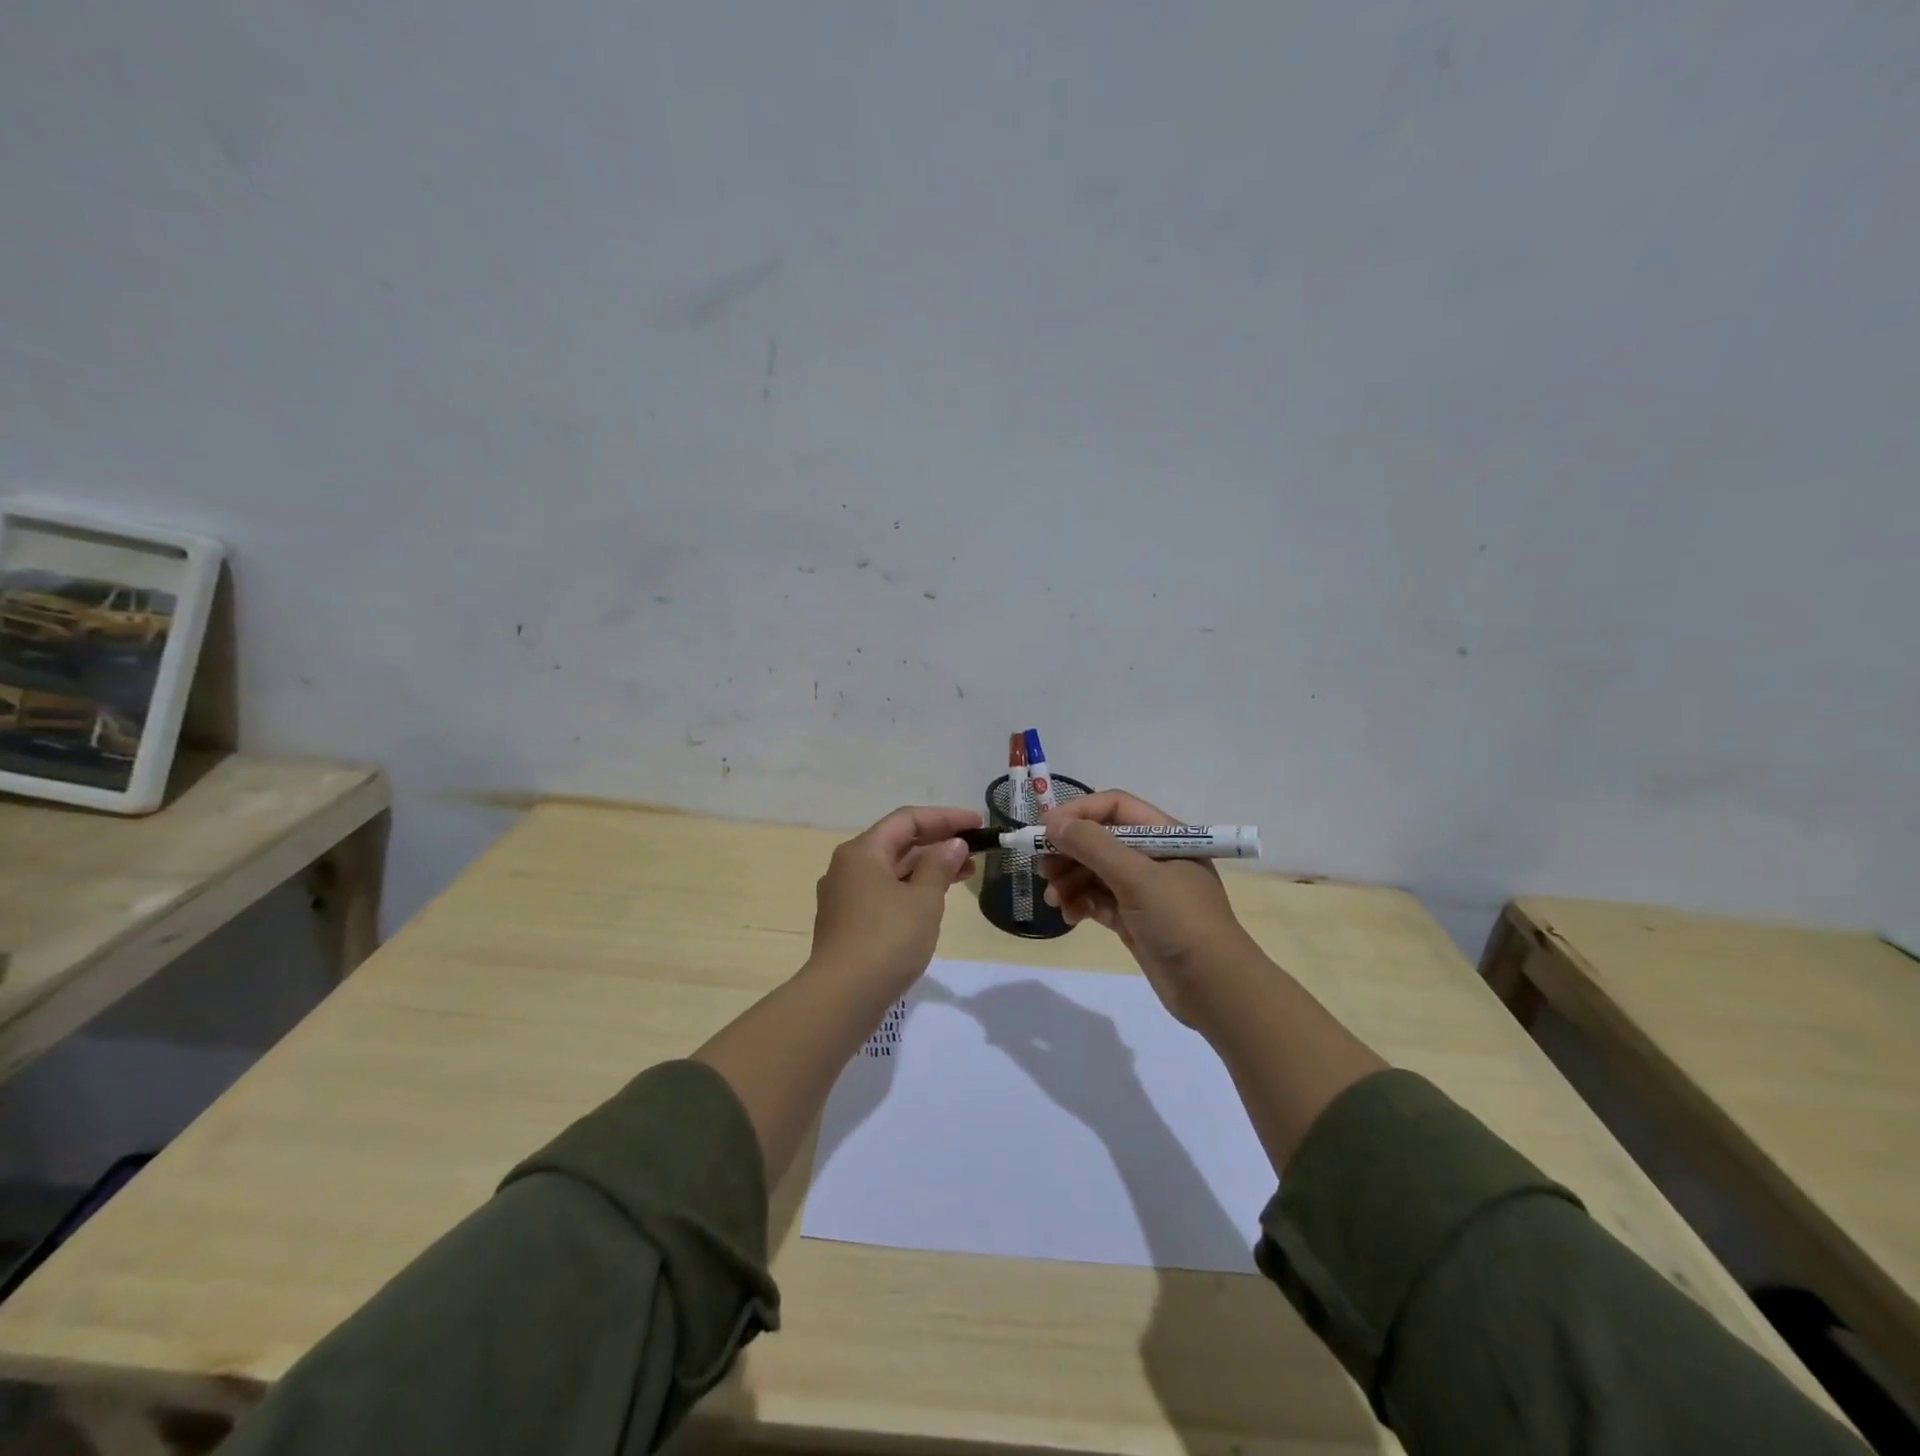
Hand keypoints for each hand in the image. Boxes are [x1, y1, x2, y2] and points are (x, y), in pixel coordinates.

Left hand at [807, 805, 979, 996]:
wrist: (842, 997)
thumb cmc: (887, 939)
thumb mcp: (923, 900)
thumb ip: (940, 866)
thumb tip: (953, 844)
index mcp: (862, 852)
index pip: (907, 820)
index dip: (945, 818)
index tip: (976, 823)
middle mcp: (848, 867)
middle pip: (897, 843)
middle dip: (938, 843)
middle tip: (975, 850)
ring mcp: (845, 896)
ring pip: (892, 870)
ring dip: (928, 868)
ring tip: (965, 875)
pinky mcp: (848, 923)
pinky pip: (885, 893)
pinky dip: (912, 890)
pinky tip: (934, 902)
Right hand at [1039, 790, 1257, 1026]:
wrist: (1214, 989)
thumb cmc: (1180, 921)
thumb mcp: (1137, 877)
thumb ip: (1093, 846)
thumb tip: (1053, 824)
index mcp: (1164, 835)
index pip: (1114, 807)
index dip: (1078, 813)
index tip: (1044, 830)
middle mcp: (1152, 856)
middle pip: (1099, 839)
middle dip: (1068, 851)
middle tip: (1042, 869)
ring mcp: (1143, 890)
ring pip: (1093, 871)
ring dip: (1069, 880)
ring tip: (1054, 899)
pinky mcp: (1133, 918)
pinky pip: (1097, 899)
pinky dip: (1079, 903)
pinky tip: (1069, 916)